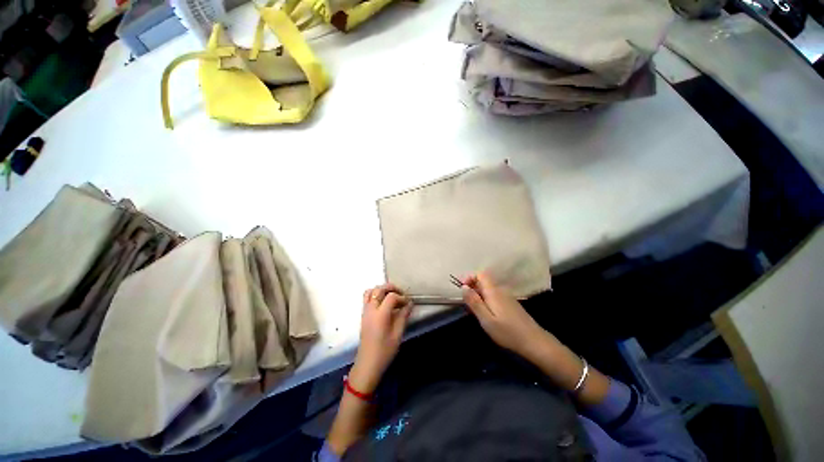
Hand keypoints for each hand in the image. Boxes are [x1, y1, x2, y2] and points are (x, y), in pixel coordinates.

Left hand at [349, 283, 411, 393]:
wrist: (367, 364)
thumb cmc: (384, 351)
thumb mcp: (397, 334)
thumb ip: (403, 316)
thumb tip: (409, 304)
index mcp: (380, 315)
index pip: (391, 296)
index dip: (401, 297)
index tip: (408, 303)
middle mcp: (371, 310)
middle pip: (379, 289)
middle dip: (391, 288)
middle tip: (401, 294)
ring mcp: (365, 311)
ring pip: (371, 291)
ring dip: (382, 290)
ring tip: (392, 296)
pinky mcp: (363, 315)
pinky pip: (367, 298)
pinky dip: (376, 295)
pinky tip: (384, 303)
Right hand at [461, 272, 546, 357]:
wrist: (534, 342)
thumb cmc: (508, 332)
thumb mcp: (486, 319)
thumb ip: (474, 302)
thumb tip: (463, 287)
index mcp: (493, 291)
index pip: (481, 274)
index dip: (470, 278)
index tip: (463, 290)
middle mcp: (500, 290)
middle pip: (484, 281)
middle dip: (473, 288)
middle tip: (467, 304)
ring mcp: (507, 296)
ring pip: (489, 289)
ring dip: (479, 295)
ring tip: (475, 310)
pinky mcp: (511, 304)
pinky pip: (495, 296)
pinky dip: (487, 300)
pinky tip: (487, 314)